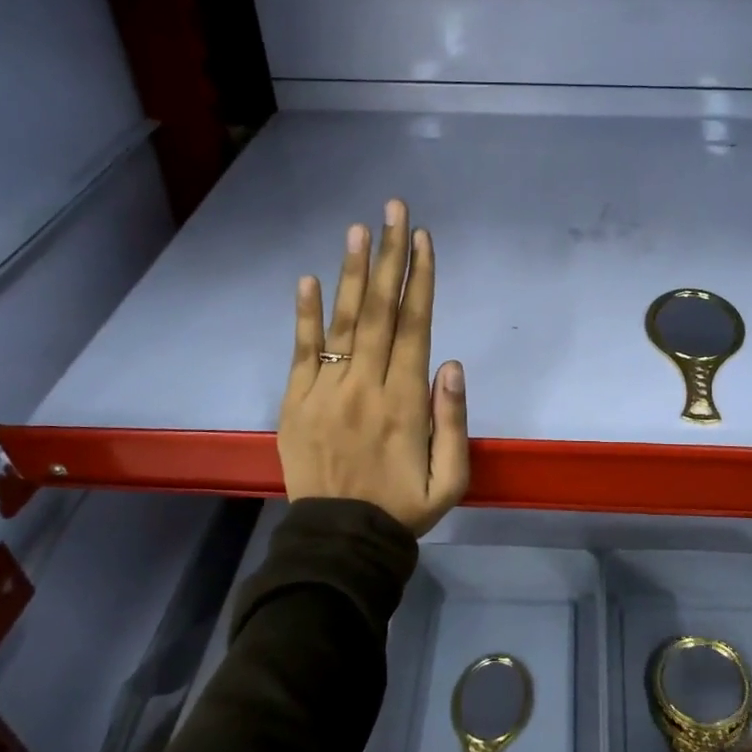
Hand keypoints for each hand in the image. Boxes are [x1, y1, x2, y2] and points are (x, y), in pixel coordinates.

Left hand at [278, 199, 468, 535]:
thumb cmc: (403, 509)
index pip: (415, 327)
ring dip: (352, 273)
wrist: (340, 541)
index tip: (423, 239)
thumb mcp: (451, 480)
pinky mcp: (297, 402)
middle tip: (393, 209)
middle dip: (389, 256)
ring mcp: (326, 391)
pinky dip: (304, 315)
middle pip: (381, 311)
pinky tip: (308, 279)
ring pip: (343, 322)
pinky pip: (302, 352)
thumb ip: (454, 422)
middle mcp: (366, 386)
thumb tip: (451, 363)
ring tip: (358, 229)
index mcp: (405, 402)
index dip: (420, 280)